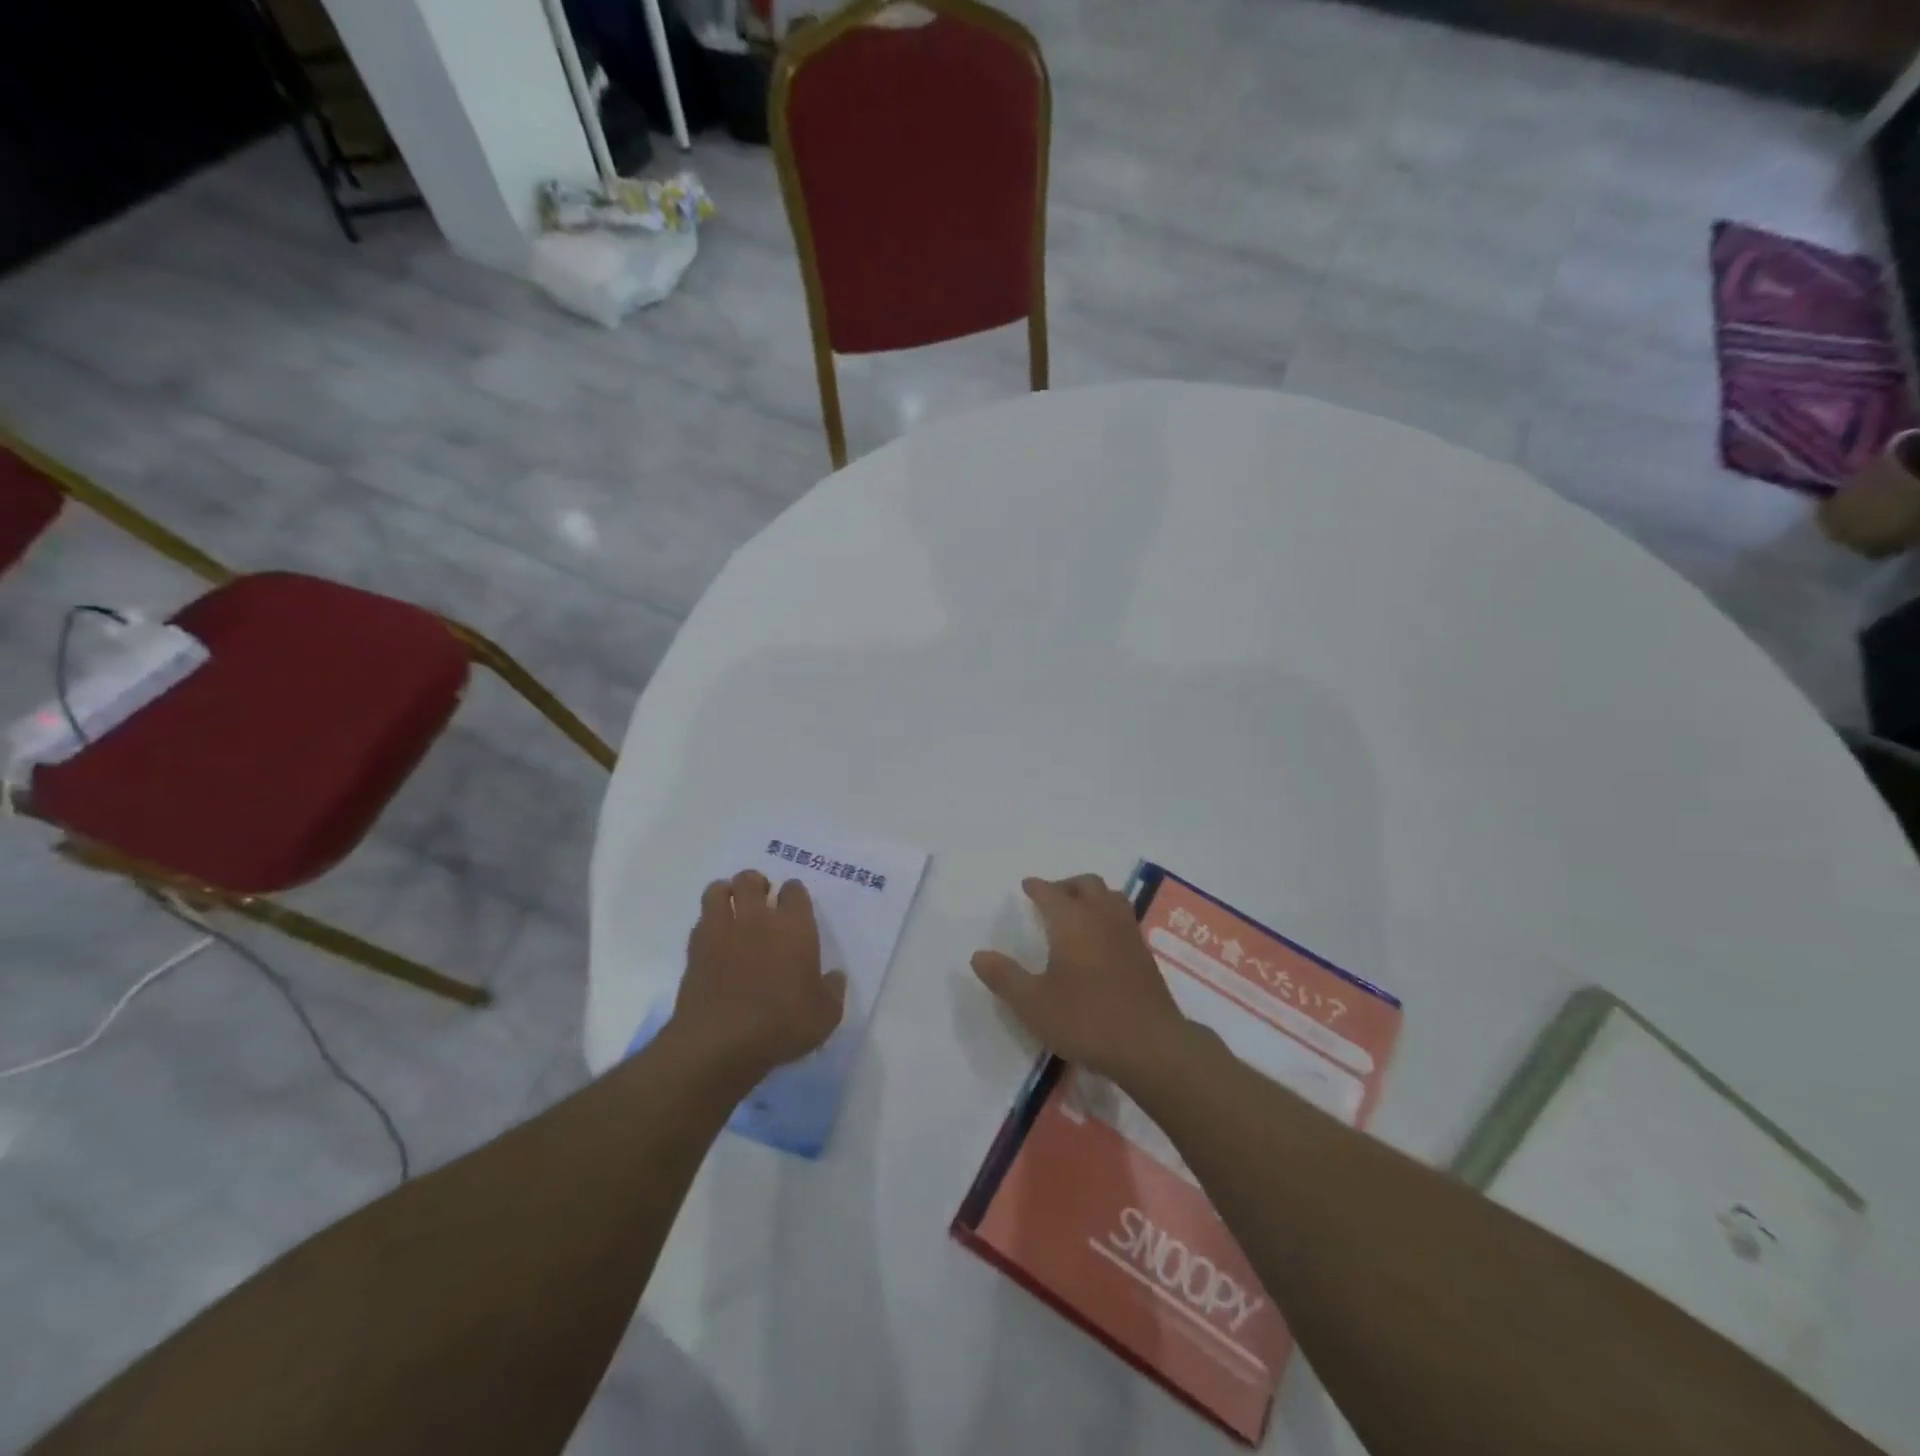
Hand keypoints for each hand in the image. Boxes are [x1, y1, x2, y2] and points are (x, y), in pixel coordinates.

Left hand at [672, 869, 847, 1081]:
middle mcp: (757, 920)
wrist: (721, 1043)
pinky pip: (700, 921)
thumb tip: (834, 977)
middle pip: (751, 880)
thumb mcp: (825, 1015)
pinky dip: (708, 923)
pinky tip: (715, 940)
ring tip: (732, 909)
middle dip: (757, 884)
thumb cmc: (782, 1025)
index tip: (794, 906)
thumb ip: (832, 990)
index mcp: (794, 928)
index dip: (794, 894)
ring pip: (719, 890)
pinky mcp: (695, 950)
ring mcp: (722, 932)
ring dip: (727, 893)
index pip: (794, 890)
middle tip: (761, 902)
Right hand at [971, 874, 1187, 1081]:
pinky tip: (1102, 939)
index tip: (1027, 886)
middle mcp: (1101, 918)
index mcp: (1072, 922)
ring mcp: (1128, 934)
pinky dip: (1109, 914)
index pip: (1051, 893)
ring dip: (1092, 895)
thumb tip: (978, 955)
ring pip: (1111, 896)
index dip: (1037, 887)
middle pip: (1086, 885)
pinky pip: (1124, 917)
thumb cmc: (1085, 1020)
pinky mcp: (1145, 954)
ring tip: (1078, 912)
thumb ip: (1004, 977)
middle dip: (1066, 885)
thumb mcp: (1033, 1004)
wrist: (1150, 1045)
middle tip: (1051, 897)